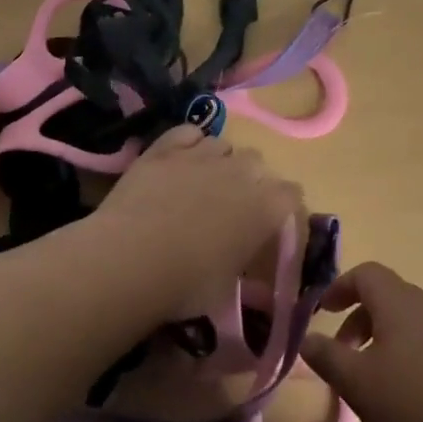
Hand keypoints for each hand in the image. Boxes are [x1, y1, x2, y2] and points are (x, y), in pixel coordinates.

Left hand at [98, 124, 304, 319]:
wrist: (130, 259)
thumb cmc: (185, 285)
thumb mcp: (226, 289)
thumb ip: (243, 265)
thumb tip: (248, 269)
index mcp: (266, 208)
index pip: (291, 194)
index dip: (282, 208)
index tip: (269, 224)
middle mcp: (242, 172)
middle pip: (258, 163)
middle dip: (250, 180)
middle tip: (231, 207)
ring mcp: (203, 154)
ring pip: (223, 145)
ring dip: (220, 162)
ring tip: (201, 184)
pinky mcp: (167, 147)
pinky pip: (189, 132)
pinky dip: (189, 143)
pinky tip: (180, 161)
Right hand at [302, 262, 422, 421]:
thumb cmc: (413, 403)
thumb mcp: (357, 383)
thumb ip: (327, 356)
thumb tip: (305, 338)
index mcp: (398, 300)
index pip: (366, 273)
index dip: (340, 288)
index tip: (323, 312)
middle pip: (387, 296)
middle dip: (360, 319)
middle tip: (344, 354)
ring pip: (409, 320)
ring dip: (385, 339)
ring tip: (374, 380)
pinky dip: (410, 354)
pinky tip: (410, 395)